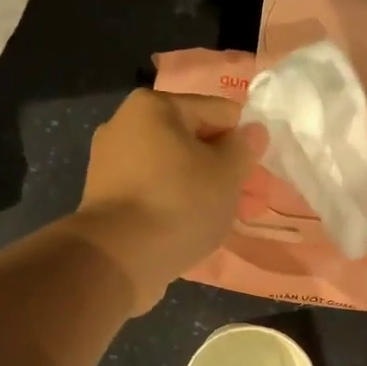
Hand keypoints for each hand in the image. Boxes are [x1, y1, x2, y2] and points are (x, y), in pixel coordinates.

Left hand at [73, 89, 259, 312]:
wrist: (117, 259)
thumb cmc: (178, 204)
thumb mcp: (226, 173)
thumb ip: (244, 148)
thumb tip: (252, 131)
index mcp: (153, 107)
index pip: (218, 112)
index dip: (245, 140)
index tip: (259, 171)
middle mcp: (125, 126)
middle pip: (193, 142)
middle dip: (223, 170)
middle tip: (248, 201)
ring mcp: (110, 165)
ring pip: (174, 171)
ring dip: (202, 190)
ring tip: (225, 219)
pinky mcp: (107, 200)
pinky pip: (154, 194)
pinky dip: (176, 206)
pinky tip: (193, 228)